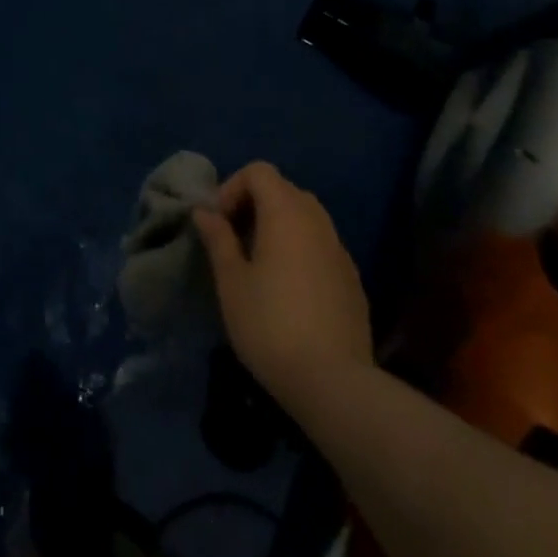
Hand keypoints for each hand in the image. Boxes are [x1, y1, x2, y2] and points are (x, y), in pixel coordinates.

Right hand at [194, 162, 373, 411]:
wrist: (335, 384)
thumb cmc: (271, 325)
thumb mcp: (231, 281)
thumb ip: (218, 238)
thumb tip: (205, 211)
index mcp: (286, 212)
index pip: (259, 172)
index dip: (233, 187)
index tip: (220, 223)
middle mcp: (317, 221)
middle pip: (284, 190)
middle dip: (255, 205)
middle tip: (234, 240)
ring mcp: (340, 250)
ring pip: (306, 218)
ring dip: (279, 227)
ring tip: (259, 264)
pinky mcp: (352, 280)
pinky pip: (321, 246)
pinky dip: (300, 251)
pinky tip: (289, 290)